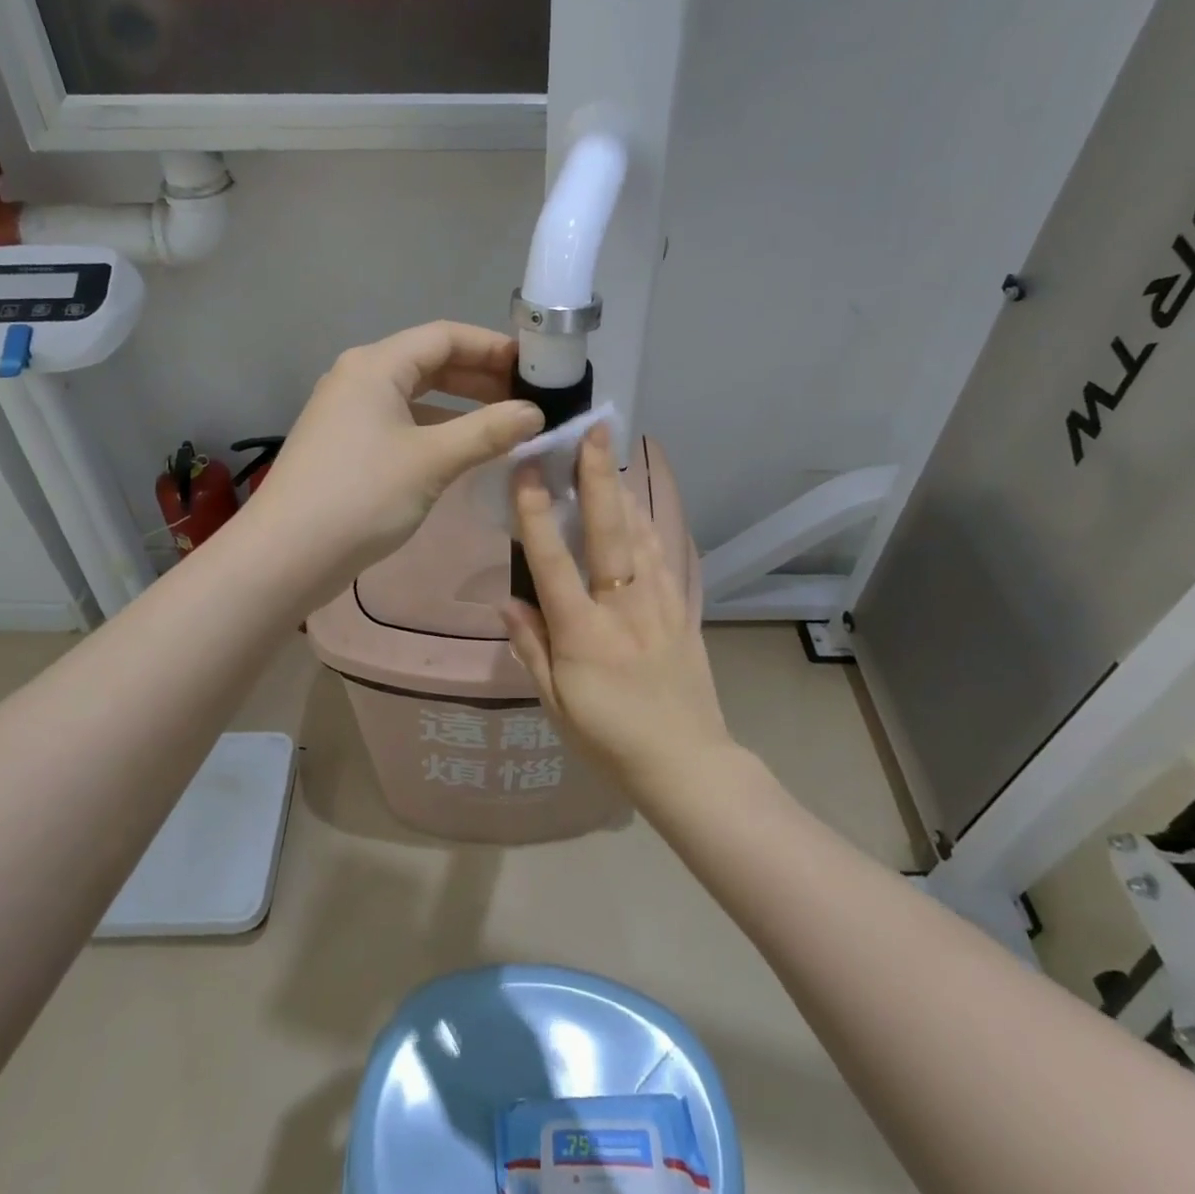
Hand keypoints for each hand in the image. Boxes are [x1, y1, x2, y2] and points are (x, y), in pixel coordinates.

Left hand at [247, 321, 543, 586]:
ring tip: (505, 426)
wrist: (286, 556)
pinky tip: (463, 452)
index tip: (534, 368)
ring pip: (416, 396)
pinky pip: (402, 424)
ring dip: (461, 407)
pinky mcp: (346, 446)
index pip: (445, 336)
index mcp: (376, 365)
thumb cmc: (362, 496)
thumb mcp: (432, 460)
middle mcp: (359, 378)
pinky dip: (436, 430)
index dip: (492, 347)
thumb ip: (488, 432)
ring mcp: (348, 413)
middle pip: (429, 362)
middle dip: (480, 378)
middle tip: (526, 399)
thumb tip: (535, 414)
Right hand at [501, 424, 738, 791]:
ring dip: (625, 490)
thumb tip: (507, 599)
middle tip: (591, 430)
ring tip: (611, 453)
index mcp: (584, 634)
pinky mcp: (684, 611)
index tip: (526, 471)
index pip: (553, 562)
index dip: (535, 514)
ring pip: (641, 535)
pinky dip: (650, 523)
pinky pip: (664, 556)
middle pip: (609, 532)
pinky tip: (641, 503)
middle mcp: (624, 608)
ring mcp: (660, 606)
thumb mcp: (555, 703)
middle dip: (598, 477)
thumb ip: (531, 647)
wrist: (686, 763)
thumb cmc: (609, 740)